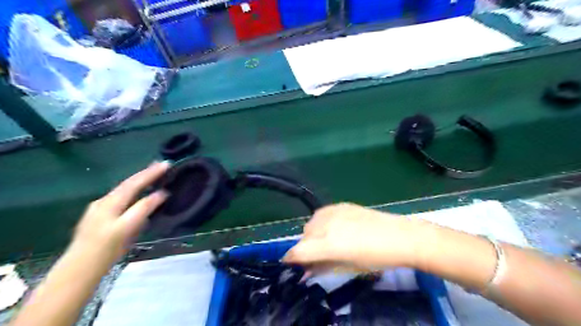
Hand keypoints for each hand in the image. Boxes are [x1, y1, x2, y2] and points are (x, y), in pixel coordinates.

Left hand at [70, 161, 170, 265]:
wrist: (79, 269)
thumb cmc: (106, 248)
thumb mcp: (127, 228)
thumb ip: (144, 208)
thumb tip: (161, 193)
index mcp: (111, 202)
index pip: (135, 182)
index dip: (151, 173)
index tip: (167, 164)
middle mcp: (104, 201)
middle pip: (128, 184)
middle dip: (145, 174)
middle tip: (161, 166)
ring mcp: (100, 209)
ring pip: (123, 190)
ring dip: (139, 182)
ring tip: (152, 177)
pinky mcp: (100, 217)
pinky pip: (121, 198)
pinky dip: (133, 192)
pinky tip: (137, 195)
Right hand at [286, 203, 424, 271]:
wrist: (400, 236)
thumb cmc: (377, 258)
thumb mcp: (349, 267)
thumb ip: (324, 266)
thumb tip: (308, 269)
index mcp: (329, 244)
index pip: (299, 251)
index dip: (291, 259)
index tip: (292, 264)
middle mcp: (327, 225)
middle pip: (304, 236)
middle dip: (306, 248)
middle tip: (316, 256)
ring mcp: (334, 212)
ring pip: (311, 223)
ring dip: (312, 234)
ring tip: (326, 240)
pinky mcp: (341, 205)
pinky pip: (321, 213)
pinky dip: (321, 222)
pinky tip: (333, 227)